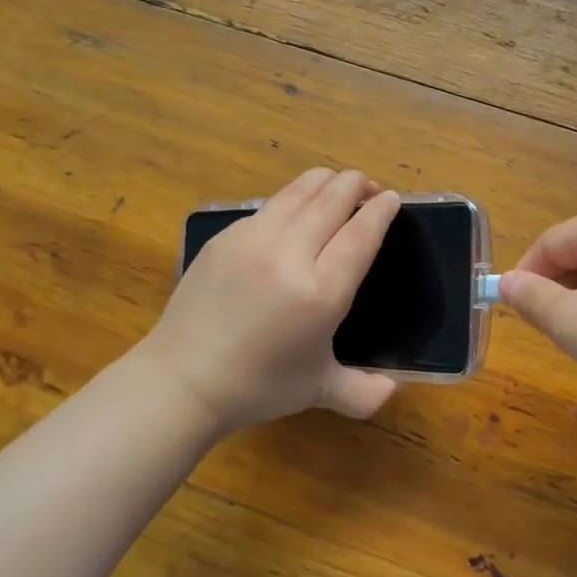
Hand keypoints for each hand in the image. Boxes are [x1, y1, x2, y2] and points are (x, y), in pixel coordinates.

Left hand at [142, 168, 401, 433]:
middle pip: (332, 200)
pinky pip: (269, 206)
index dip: (381, 211)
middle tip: (369, 186)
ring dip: (325, 182)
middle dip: (357, 185)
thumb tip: (392, 390)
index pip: (361, 234)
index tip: (393, 199)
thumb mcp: (318, 390)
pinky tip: (295, 210)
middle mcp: (290, 255)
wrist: (182, 380)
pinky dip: (292, 198)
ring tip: (337, 185)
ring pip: (299, 191)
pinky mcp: (226, 237)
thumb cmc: (258, 386)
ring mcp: (253, 240)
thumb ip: (363, 393)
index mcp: (321, 293)